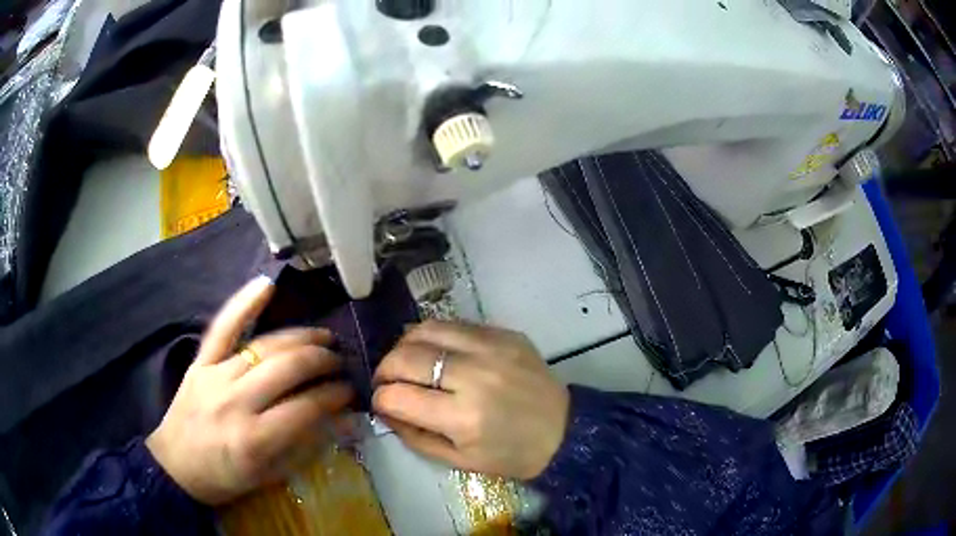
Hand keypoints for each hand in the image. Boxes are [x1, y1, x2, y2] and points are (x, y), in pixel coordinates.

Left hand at [146, 276, 353, 504]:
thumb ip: (308, 446)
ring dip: (300, 337)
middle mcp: (236, 402)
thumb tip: (345, 419)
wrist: (176, 466)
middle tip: (339, 362)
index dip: (335, 395)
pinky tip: (266, 284)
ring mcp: (215, 376)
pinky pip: (223, 327)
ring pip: (265, 346)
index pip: (307, 407)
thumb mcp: (272, 475)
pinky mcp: (200, 363)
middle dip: (322, 361)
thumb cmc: (227, 477)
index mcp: (256, 438)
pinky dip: (244, 303)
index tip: (350, 391)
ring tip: (323, 337)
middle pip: (288, 368)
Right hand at [372, 321, 569, 479]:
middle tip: (387, 380)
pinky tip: (436, 351)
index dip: (380, 398)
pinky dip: (435, 336)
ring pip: (426, 329)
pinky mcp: (505, 334)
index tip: (381, 402)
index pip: (398, 396)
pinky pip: (455, 324)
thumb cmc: (511, 454)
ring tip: (407, 361)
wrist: (564, 430)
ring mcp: (492, 348)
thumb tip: (385, 409)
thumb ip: (414, 436)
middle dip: (385, 368)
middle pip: (406, 356)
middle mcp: (475, 376)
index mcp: (463, 417)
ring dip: (405, 345)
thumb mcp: (458, 460)